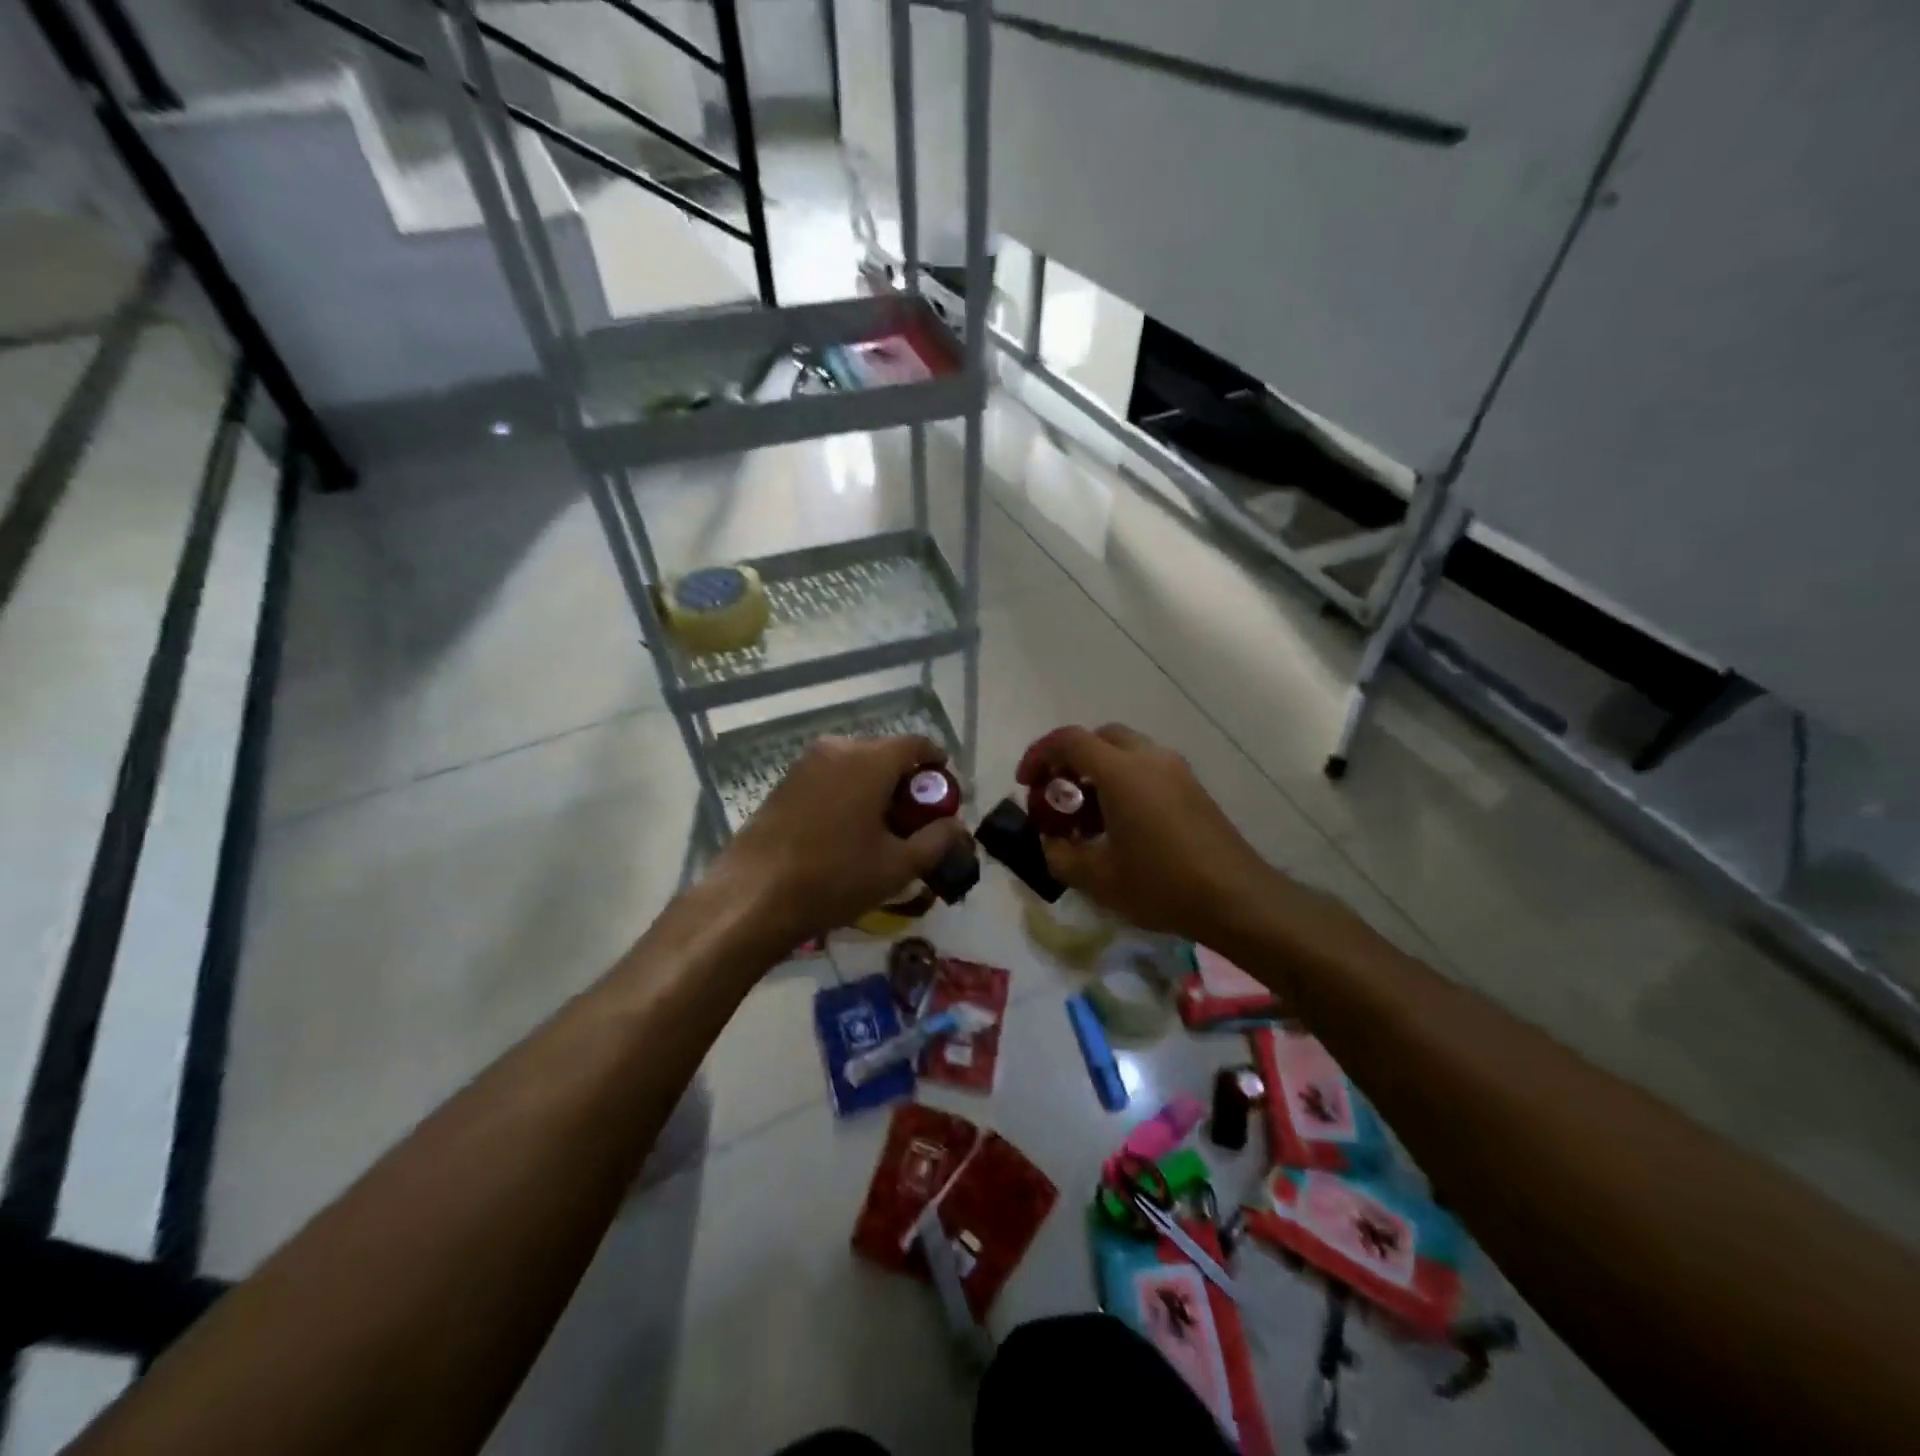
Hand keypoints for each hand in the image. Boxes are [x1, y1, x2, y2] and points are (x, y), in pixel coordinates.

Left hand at [719, 733, 971, 946]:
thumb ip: (936, 841)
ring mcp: (806, 763)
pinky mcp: (785, 782)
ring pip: (856, 765)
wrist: (753, 896)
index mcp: (870, 759)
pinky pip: (831, 777)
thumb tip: (957, 826)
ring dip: (876, 787)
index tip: (946, 794)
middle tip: (917, 819)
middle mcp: (838, 748)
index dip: (938, 765)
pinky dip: (849, 793)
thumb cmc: (834, 878)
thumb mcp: (897, 866)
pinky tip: (847, 831)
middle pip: (886, 753)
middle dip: (907, 781)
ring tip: (882, 829)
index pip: (917, 744)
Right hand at [1017, 723, 1275, 938]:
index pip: (1068, 740)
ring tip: (1086, 820)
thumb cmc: (1161, 885)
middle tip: (1057, 798)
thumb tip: (1051, 842)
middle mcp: (1149, 758)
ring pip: (1124, 752)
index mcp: (1121, 772)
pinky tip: (1120, 826)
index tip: (1025, 784)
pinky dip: (1123, 782)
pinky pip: (1147, 769)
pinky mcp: (1192, 788)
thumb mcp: (1097, 878)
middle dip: (1069, 761)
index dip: (1039, 755)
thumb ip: (1060, 855)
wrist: (1237, 899)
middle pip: (1098, 739)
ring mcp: (1176, 771)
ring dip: (1097, 774)